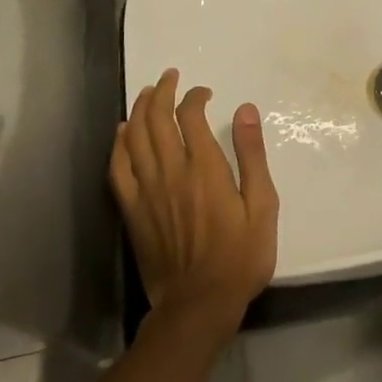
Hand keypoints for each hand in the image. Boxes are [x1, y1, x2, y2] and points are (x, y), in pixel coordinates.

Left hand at [110, 69, 278, 340]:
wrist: (199, 304)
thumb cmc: (241, 256)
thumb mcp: (262, 205)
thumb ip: (252, 155)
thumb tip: (246, 110)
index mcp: (205, 168)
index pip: (190, 116)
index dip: (194, 97)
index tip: (205, 93)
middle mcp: (171, 172)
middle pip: (156, 120)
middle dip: (161, 92)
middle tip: (169, 77)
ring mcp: (146, 192)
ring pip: (134, 138)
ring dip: (138, 110)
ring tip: (146, 93)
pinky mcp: (132, 211)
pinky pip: (118, 169)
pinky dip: (118, 145)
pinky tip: (122, 133)